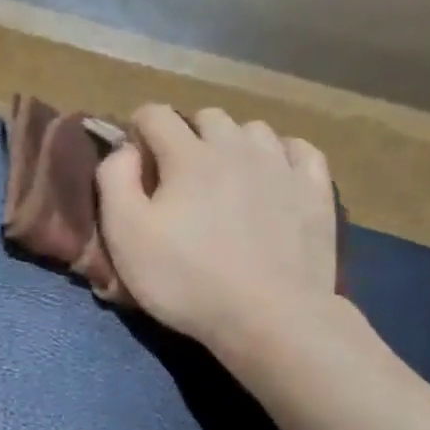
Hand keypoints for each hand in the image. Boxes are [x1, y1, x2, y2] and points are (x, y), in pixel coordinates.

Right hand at [96, 106, 341, 365]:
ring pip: (253, 130)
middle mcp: (237, 147)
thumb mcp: (125, 235)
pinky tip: (271, 176)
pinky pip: (299, 150)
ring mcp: (282, 166)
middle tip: (176, 175)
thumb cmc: (184, 278)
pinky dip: (280, 154)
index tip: (133, 159)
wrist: (268, 315)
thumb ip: (114, 181)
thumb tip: (124, 150)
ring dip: (232, 143)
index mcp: (188, 156)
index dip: (138, 128)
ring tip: (223, 177)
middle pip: (207, 117)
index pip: (156, 115)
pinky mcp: (315, 190)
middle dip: (185, 134)